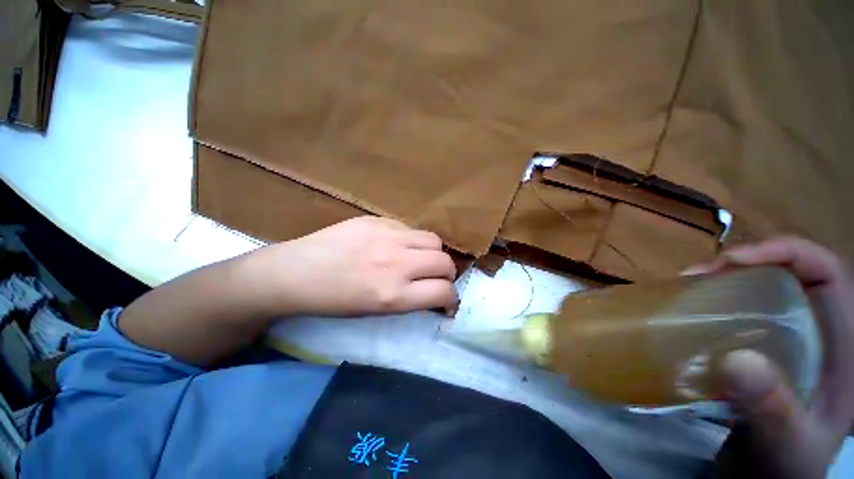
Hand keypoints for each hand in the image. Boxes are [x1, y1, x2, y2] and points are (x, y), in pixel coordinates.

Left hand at [246, 216, 458, 316]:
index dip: (451, 298)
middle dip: (447, 274)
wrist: (296, 272)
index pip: (443, 291)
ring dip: (433, 253)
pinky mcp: (377, 220)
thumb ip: (410, 298)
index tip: (447, 301)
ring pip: (434, 240)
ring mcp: (387, 236)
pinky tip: (396, 245)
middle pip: (445, 262)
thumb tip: (433, 290)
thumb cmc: (334, 301)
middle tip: (436, 278)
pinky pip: (409, 228)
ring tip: (420, 259)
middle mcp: (396, 263)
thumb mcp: (376, 311)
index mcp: (393, 295)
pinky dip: (411, 240)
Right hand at [686, 237, 853, 477]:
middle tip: (696, 276)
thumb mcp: (787, 445)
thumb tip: (735, 359)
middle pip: (789, 273)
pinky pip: (742, 311)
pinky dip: (716, 303)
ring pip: (763, 289)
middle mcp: (819, 331)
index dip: (784, 252)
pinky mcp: (764, 348)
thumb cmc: (788, 465)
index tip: (731, 262)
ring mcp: (791, 339)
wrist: (771, 478)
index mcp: (843, 344)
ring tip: (687, 288)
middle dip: (743, 265)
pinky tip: (693, 312)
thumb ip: (772, 408)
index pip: (826, 271)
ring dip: (724, 281)